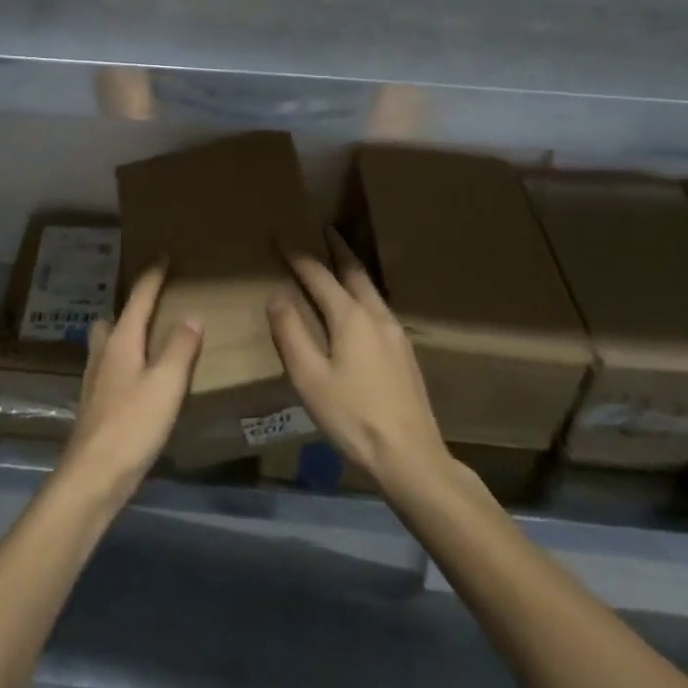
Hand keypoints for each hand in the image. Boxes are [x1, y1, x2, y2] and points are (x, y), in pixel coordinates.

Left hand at [56, 262, 202, 509]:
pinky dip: (125, 362)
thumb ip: (180, 348)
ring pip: (108, 344)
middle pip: (114, 318)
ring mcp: (96, 381)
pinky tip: (139, 380)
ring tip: (149, 340)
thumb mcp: (166, 384)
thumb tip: (191, 315)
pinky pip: (111, 368)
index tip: (164, 255)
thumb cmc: (132, 425)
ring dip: (125, 335)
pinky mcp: (96, 405)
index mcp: (121, 341)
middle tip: (154, 304)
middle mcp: (104, 354)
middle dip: (131, 307)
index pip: (138, 297)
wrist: (93, 477)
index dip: (153, 275)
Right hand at [268, 232, 448, 495]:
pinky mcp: (405, 352)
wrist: (410, 456)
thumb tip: (278, 294)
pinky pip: (379, 307)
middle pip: (354, 272)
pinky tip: (359, 308)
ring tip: (340, 263)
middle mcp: (376, 315)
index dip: (298, 257)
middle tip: (324, 232)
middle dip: (337, 250)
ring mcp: (396, 333)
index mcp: (350, 316)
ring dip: (353, 271)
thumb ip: (291, 332)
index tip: (282, 239)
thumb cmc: (352, 416)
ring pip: (371, 289)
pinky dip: (363, 293)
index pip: (319, 276)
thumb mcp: (309, 377)